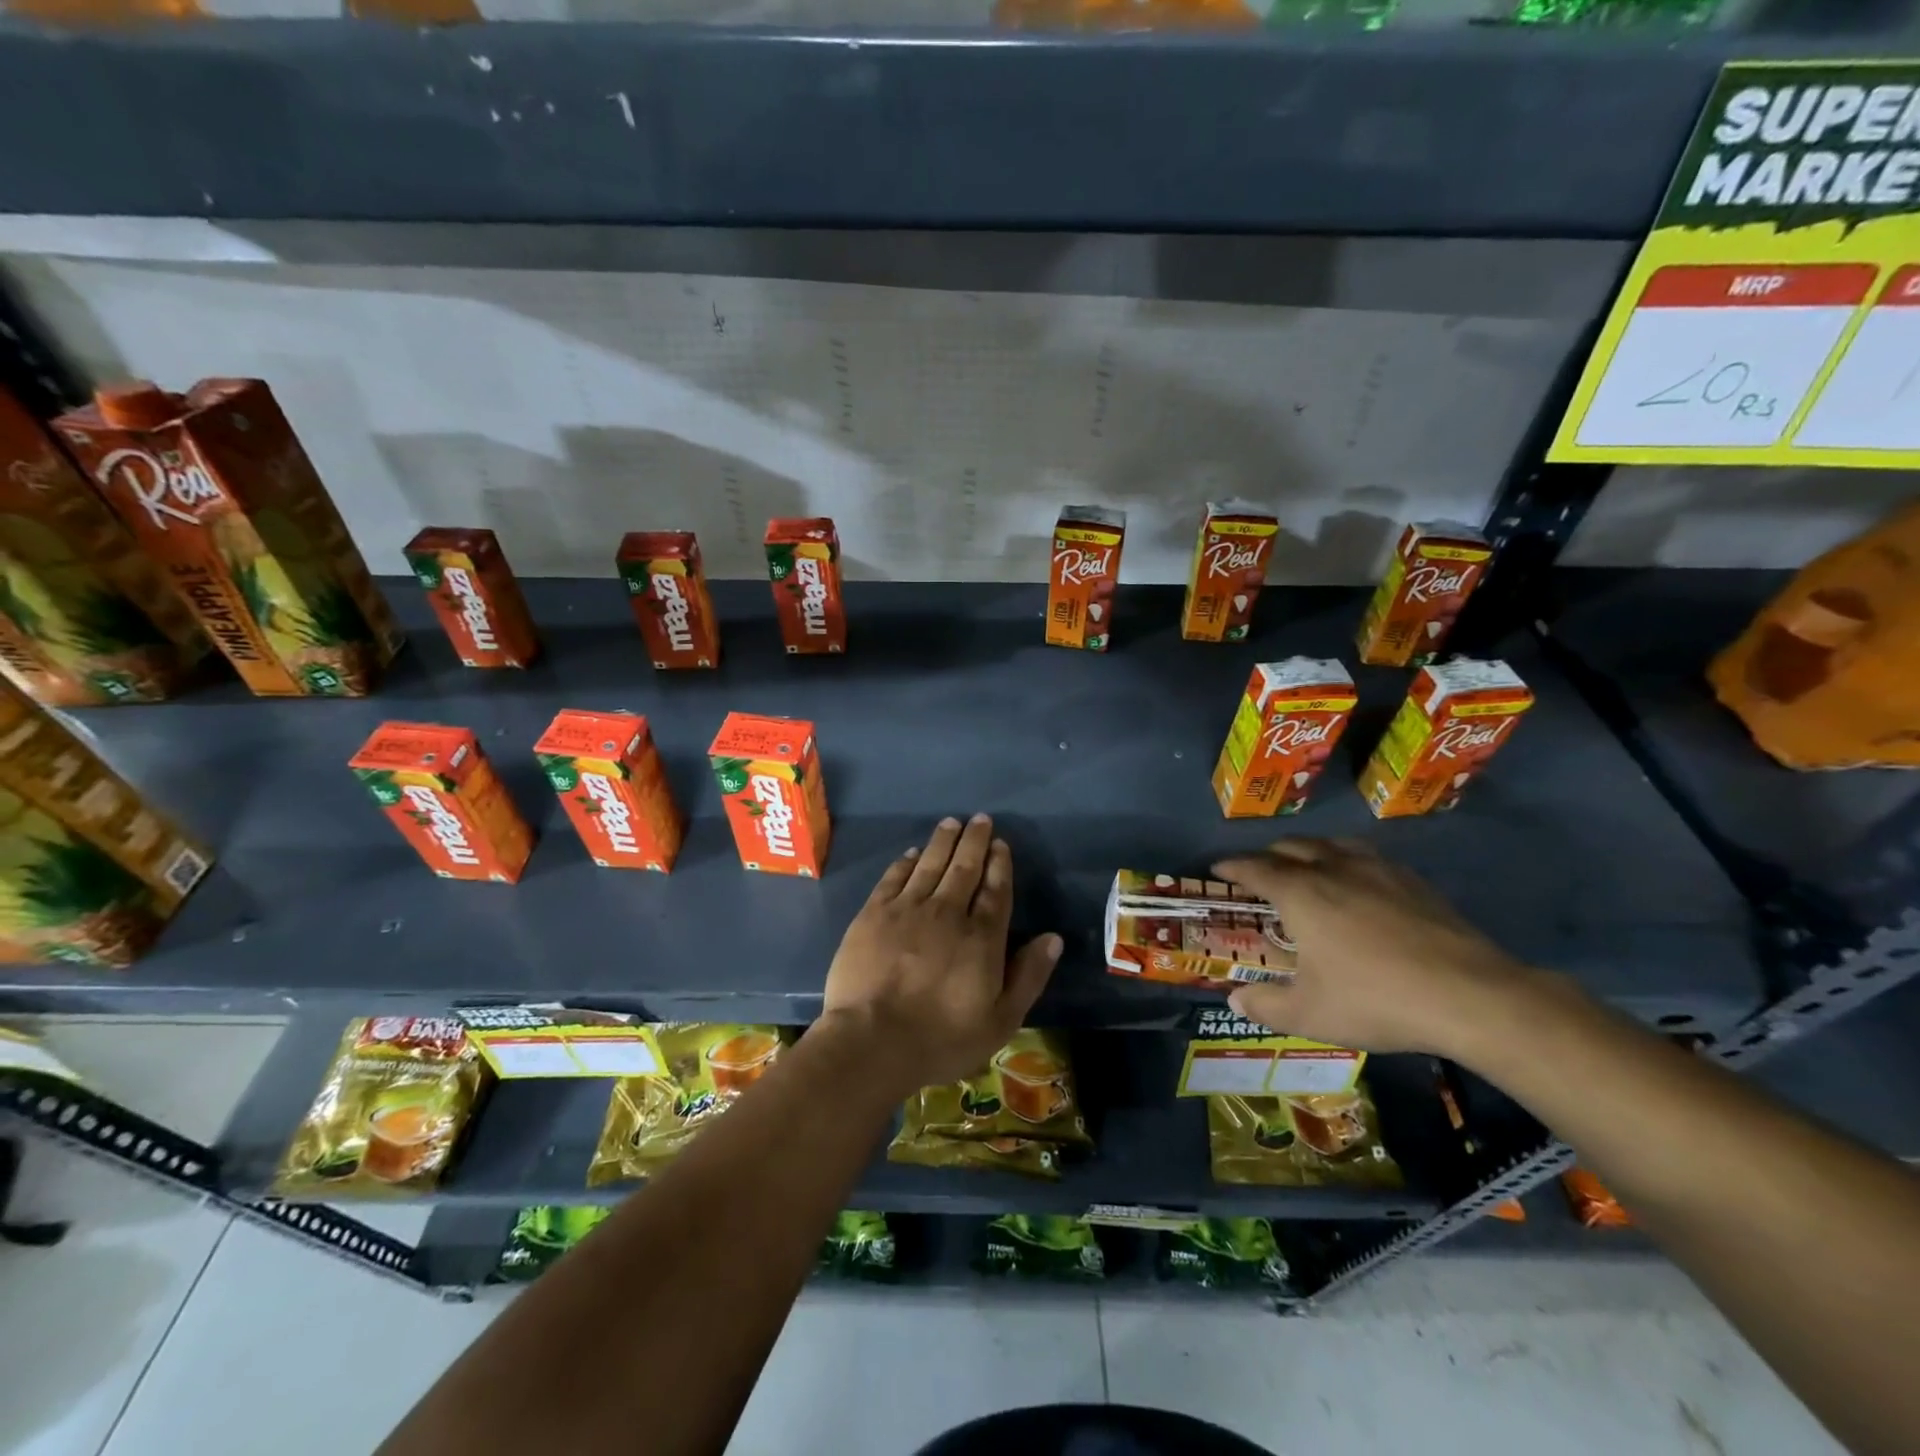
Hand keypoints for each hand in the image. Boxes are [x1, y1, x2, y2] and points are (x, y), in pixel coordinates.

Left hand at [819, 814, 1061, 1094]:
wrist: (872, 1040)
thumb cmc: (942, 1038)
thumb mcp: (1000, 1020)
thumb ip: (1028, 976)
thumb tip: (1053, 938)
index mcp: (981, 937)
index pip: (996, 890)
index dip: (1000, 864)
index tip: (1001, 844)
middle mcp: (947, 912)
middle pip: (964, 867)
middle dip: (975, 841)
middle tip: (980, 819)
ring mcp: (907, 909)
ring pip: (930, 864)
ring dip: (943, 841)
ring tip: (951, 822)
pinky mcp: (873, 914)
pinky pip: (894, 878)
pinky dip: (906, 862)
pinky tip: (912, 853)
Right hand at [1213, 838, 1538, 1057]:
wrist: (1471, 995)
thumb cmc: (1376, 1000)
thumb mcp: (1310, 1014)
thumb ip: (1266, 1006)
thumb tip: (1234, 999)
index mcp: (1300, 893)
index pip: (1254, 868)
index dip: (1232, 866)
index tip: (1217, 869)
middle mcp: (1332, 869)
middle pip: (1291, 847)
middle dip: (1268, 856)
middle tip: (1260, 874)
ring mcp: (1376, 869)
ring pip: (1330, 844)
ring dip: (1309, 851)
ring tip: (1306, 868)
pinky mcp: (1411, 880)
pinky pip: (1365, 855)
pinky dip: (1346, 859)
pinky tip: (1358, 881)